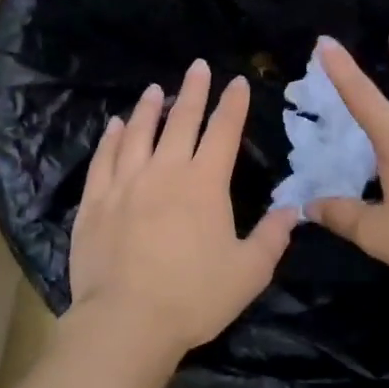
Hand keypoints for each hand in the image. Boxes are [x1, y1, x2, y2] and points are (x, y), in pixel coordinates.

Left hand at [68, 59, 299, 358]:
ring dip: (149, 108)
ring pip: (138, 133)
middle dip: (193, 91)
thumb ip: (272, 237)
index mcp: (205, 183)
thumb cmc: (194, 298)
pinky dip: (111, 138)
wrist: (127, 320)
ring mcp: (125, 183)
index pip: (224, 132)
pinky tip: (115, 125)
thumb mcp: (249, 272)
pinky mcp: (95, 201)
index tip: (237, 82)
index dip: (233, 105)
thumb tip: (292, 209)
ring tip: (155, 89)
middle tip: (197, 67)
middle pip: (181, 121)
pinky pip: (104, 158)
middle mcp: (165, 171)